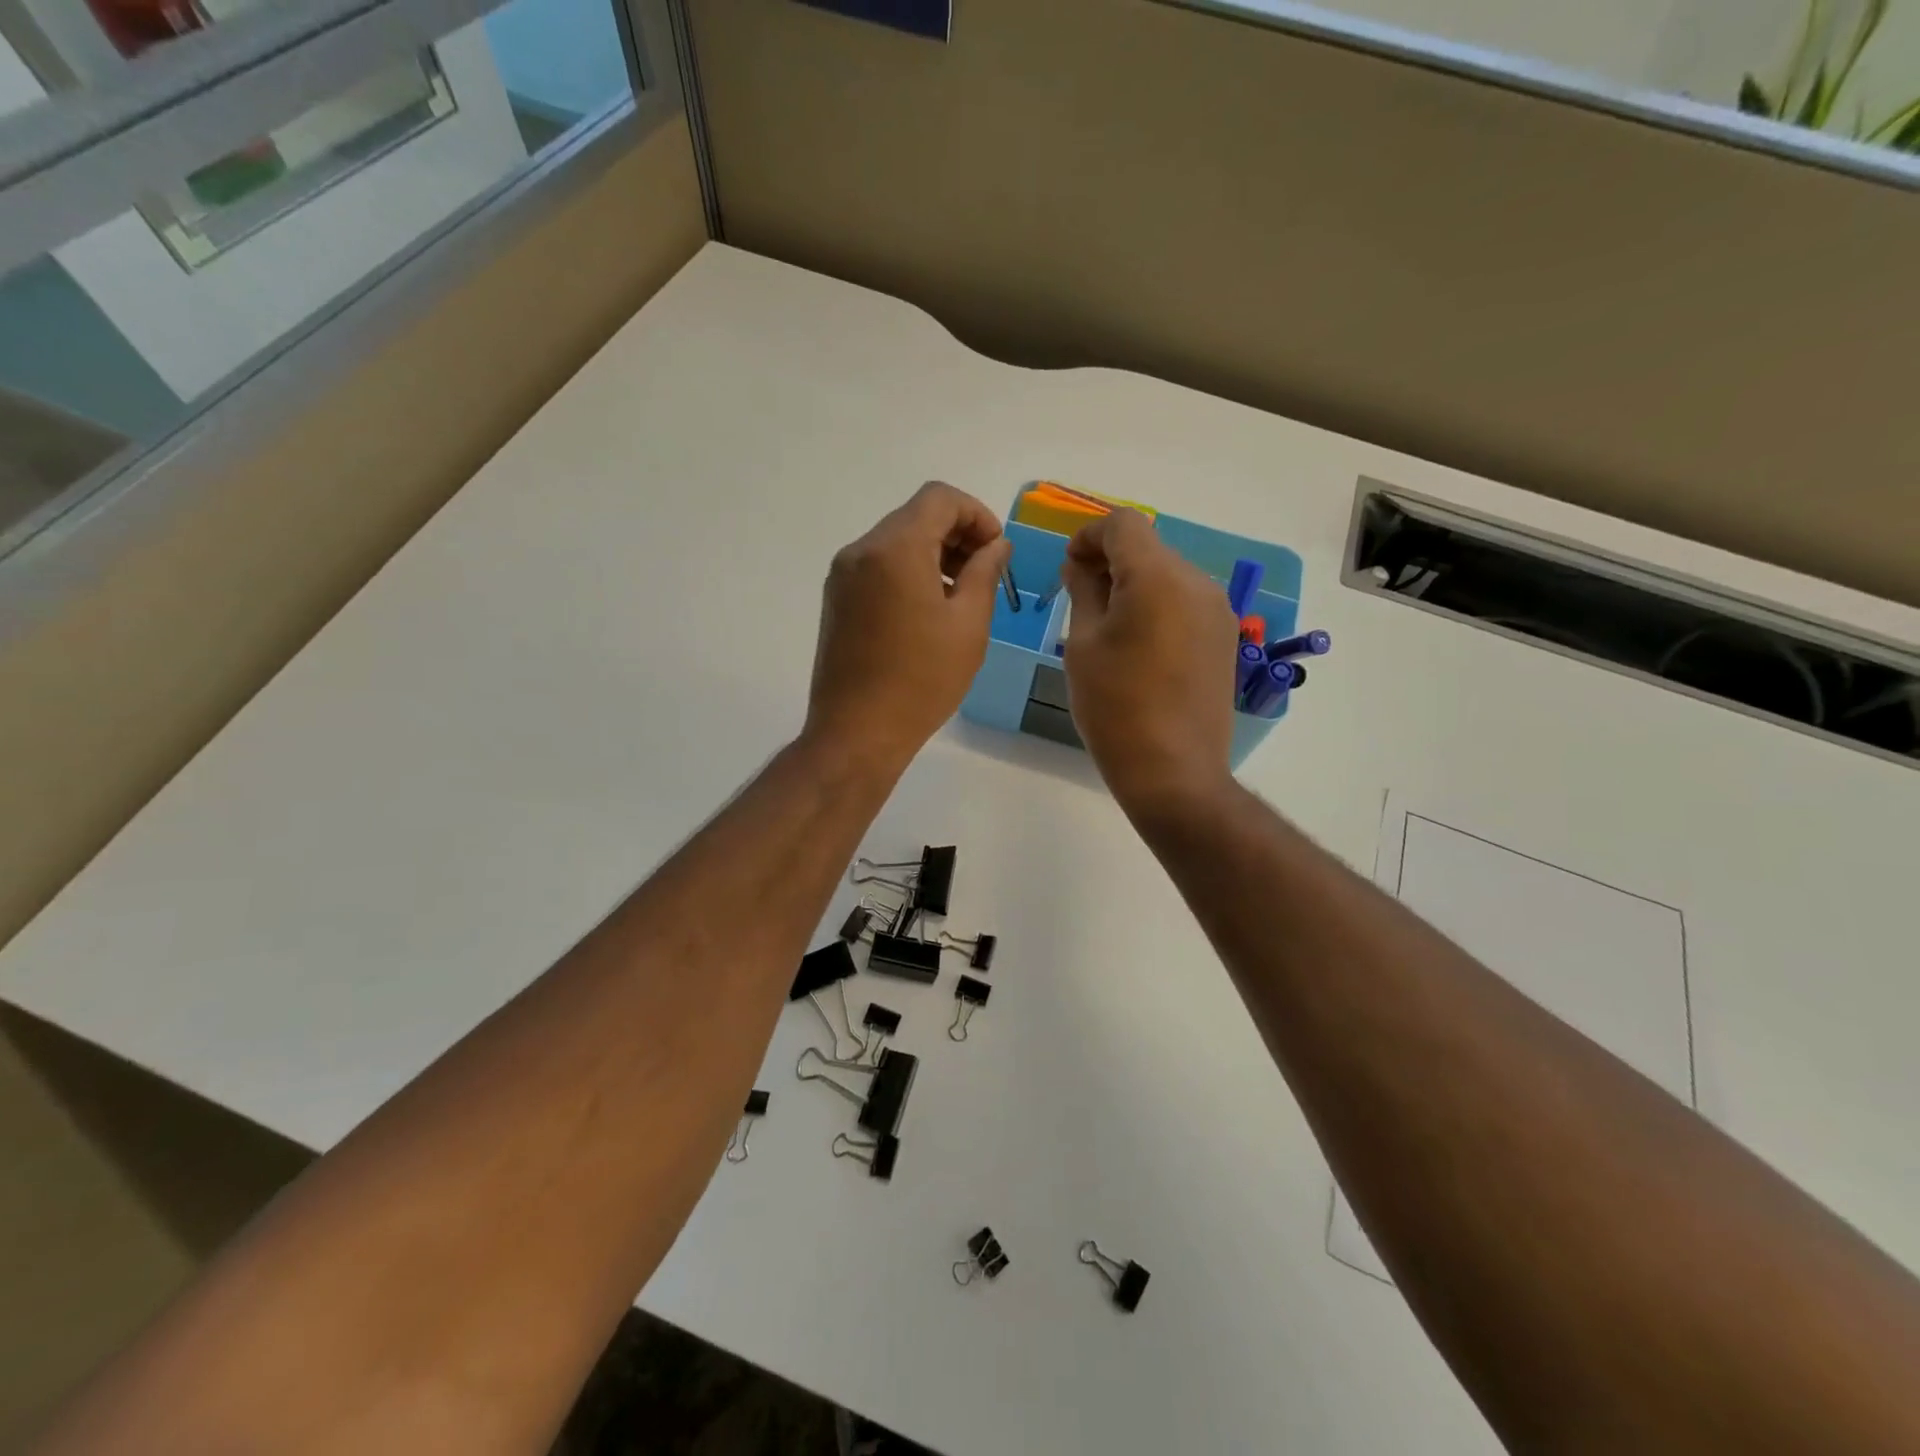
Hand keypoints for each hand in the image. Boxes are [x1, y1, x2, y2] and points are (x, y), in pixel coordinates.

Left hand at [806, 482, 1010, 771]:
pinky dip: (908, 572)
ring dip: (933, 555)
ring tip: (961, 596)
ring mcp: (843, 576)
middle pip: (915, 517)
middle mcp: (861, 551)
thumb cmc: (922, 680)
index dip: (977, 515)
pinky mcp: (836, 600)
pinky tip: (928, 612)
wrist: (857, 733)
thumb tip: (996, 545)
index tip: (996, 551)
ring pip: (896, 542)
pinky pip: (878, 567)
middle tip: (985, 574)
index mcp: (895, 549)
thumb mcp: (969, 625)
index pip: (939, 498)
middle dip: (957, 535)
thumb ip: (986, 572)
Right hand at [1062, 509, 1238, 813]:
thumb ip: (1083, 591)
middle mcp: (1197, 582)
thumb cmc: (1115, 708)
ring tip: (1109, 628)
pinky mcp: (1225, 637)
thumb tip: (1081, 565)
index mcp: (1157, 578)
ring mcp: (1218, 611)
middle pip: (1148, 547)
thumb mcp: (1083, 645)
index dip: (1088, 536)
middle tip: (1080, 599)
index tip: (1069, 569)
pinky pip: (1185, 602)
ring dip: (1135, 585)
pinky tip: (1140, 646)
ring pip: (1168, 574)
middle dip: (1110, 561)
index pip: (1122, 524)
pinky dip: (1158, 606)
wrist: (1173, 771)